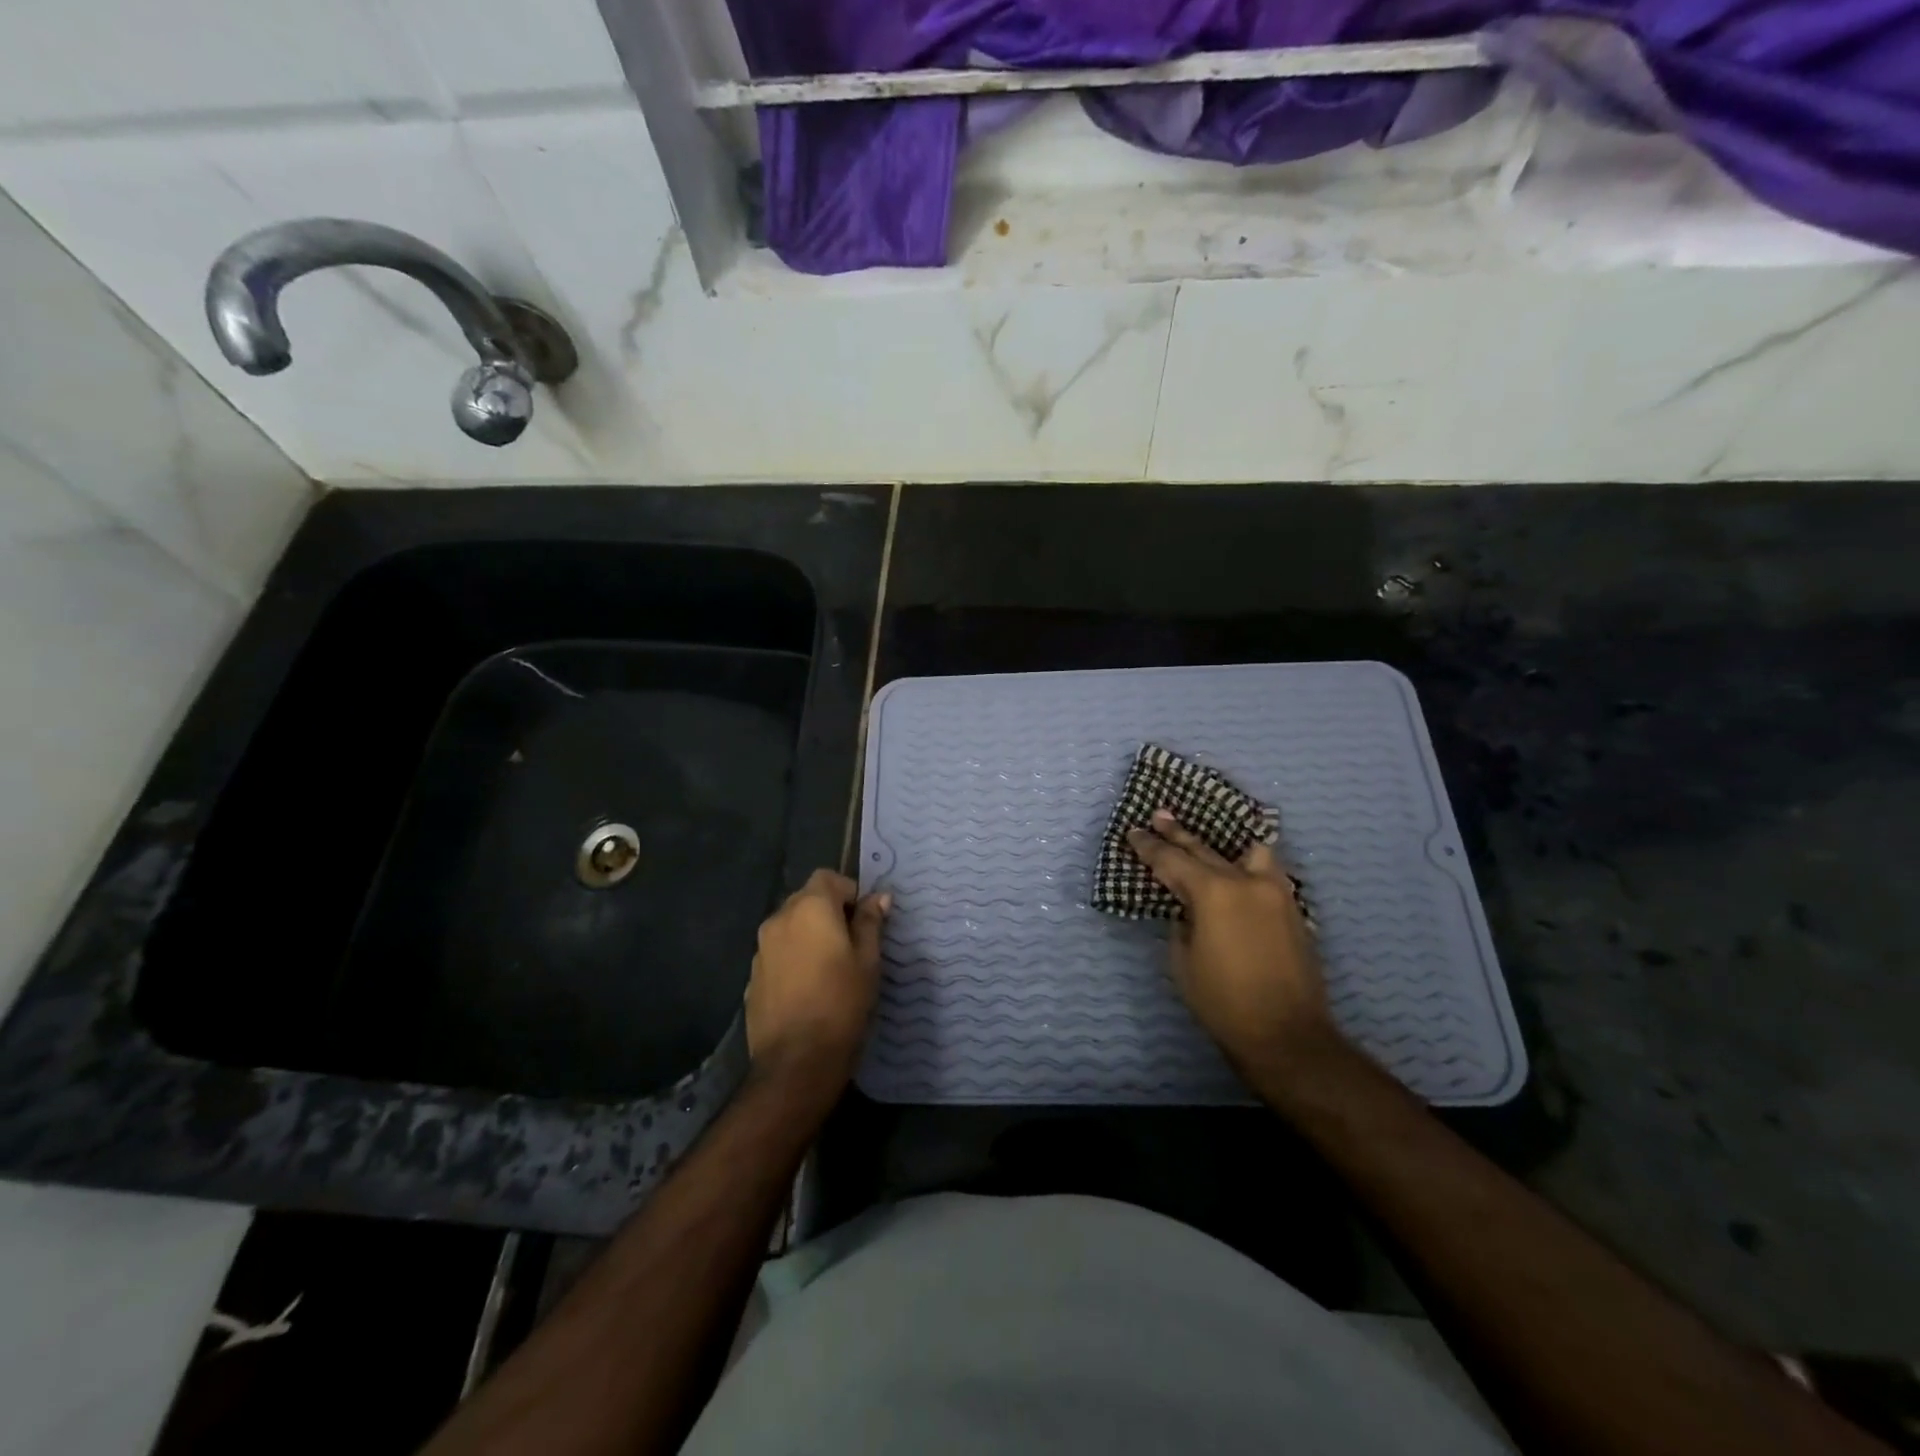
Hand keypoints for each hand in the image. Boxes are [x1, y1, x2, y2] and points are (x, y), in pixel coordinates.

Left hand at [746, 869, 889, 1086]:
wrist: (796, 1062)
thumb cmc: (842, 1003)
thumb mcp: (868, 961)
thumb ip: (870, 923)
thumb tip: (879, 897)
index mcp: (810, 908)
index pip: (828, 877)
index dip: (849, 892)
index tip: (865, 920)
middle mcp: (779, 918)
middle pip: (807, 899)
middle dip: (829, 912)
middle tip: (852, 944)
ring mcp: (761, 948)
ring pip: (791, 926)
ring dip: (810, 935)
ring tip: (831, 968)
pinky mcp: (752, 975)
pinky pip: (778, 953)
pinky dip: (794, 958)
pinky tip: (809, 988)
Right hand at [1126, 808, 1337, 1078]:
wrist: (1287, 1036)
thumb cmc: (1223, 1001)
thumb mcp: (1183, 960)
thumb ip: (1182, 922)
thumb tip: (1188, 907)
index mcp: (1214, 892)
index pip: (1172, 860)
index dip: (1149, 846)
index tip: (1134, 831)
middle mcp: (1246, 882)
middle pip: (1205, 849)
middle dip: (1178, 835)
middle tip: (1160, 815)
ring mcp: (1276, 892)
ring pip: (1248, 851)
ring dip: (1224, 844)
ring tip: (1210, 838)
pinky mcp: (1293, 909)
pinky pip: (1267, 872)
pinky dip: (1249, 864)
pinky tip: (1238, 869)